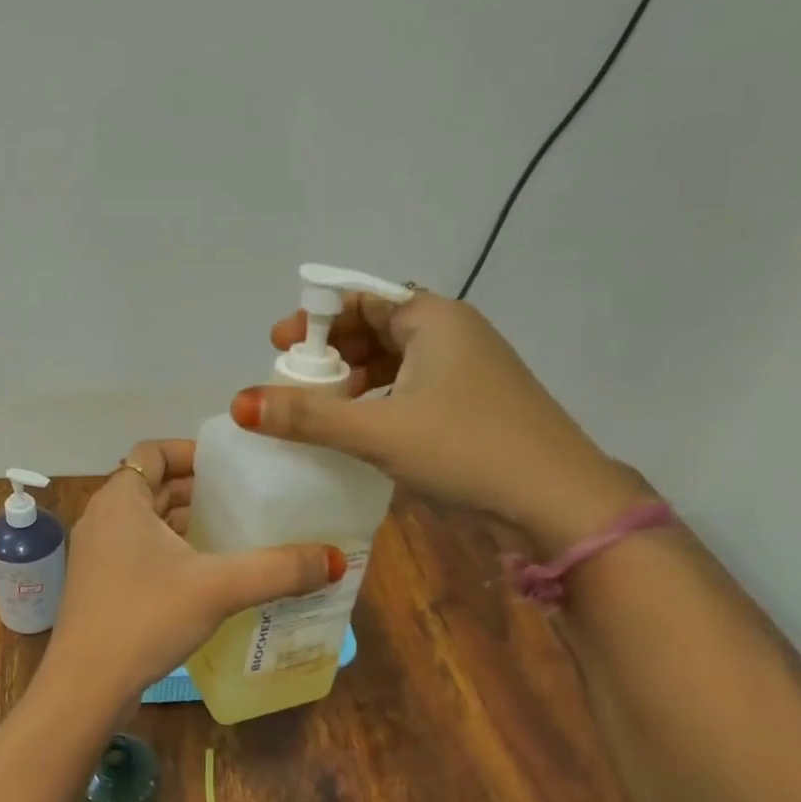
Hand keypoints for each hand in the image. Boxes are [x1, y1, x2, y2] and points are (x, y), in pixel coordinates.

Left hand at [47, 439, 344, 701]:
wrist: (86, 687)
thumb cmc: (145, 618)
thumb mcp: (218, 588)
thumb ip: (278, 570)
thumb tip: (335, 559)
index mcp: (121, 500)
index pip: (154, 452)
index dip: (192, 451)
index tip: (232, 464)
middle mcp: (103, 518)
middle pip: (154, 486)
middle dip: (198, 489)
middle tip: (247, 498)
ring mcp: (98, 554)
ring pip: (148, 521)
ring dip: (186, 522)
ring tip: (236, 532)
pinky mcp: (101, 585)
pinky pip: (141, 550)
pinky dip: (173, 550)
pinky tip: (208, 573)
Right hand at [232, 292, 646, 552]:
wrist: (559, 503)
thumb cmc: (467, 450)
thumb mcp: (378, 431)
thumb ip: (307, 416)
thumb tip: (240, 402)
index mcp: (433, 319)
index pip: (361, 298)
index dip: (315, 318)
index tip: (278, 346)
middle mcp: (452, 333)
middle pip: (376, 326)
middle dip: (331, 351)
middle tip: (292, 380)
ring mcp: (467, 369)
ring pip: (394, 360)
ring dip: (352, 379)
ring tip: (318, 408)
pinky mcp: (472, 404)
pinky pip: (411, 386)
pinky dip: (378, 399)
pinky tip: (358, 428)